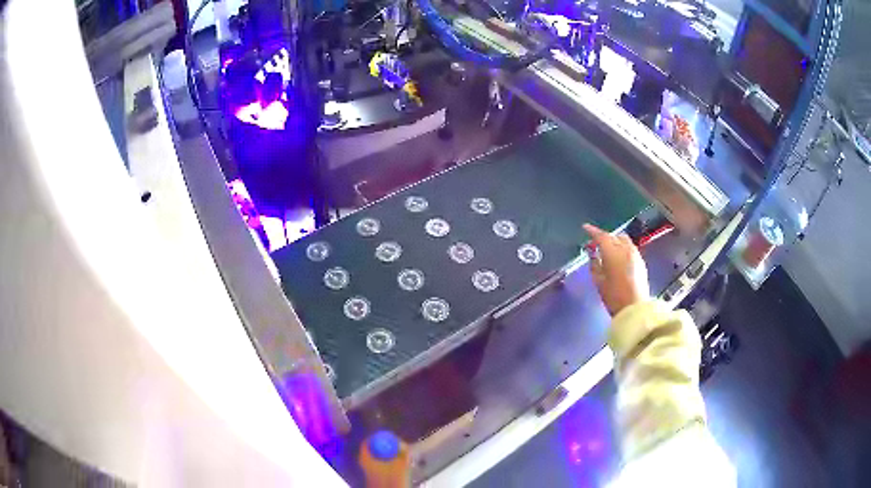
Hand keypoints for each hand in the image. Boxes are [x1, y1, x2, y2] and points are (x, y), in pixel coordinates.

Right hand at [583, 224, 649, 316]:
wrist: (635, 308)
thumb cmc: (613, 296)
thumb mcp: (598, 281)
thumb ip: (594, 264)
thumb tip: (593, 254)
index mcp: (613, 253)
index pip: (601, 236)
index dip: (592, 231)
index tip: (585, 228)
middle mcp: (625, 249)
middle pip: (613, 236)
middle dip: (604, 237)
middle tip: (595, 243)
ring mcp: (635, 254)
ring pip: (623, 240)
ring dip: (614, 241)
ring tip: (606, 249)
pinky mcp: (641, 261)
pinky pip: (629, 247)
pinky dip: (622, 247)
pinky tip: (617, 256)